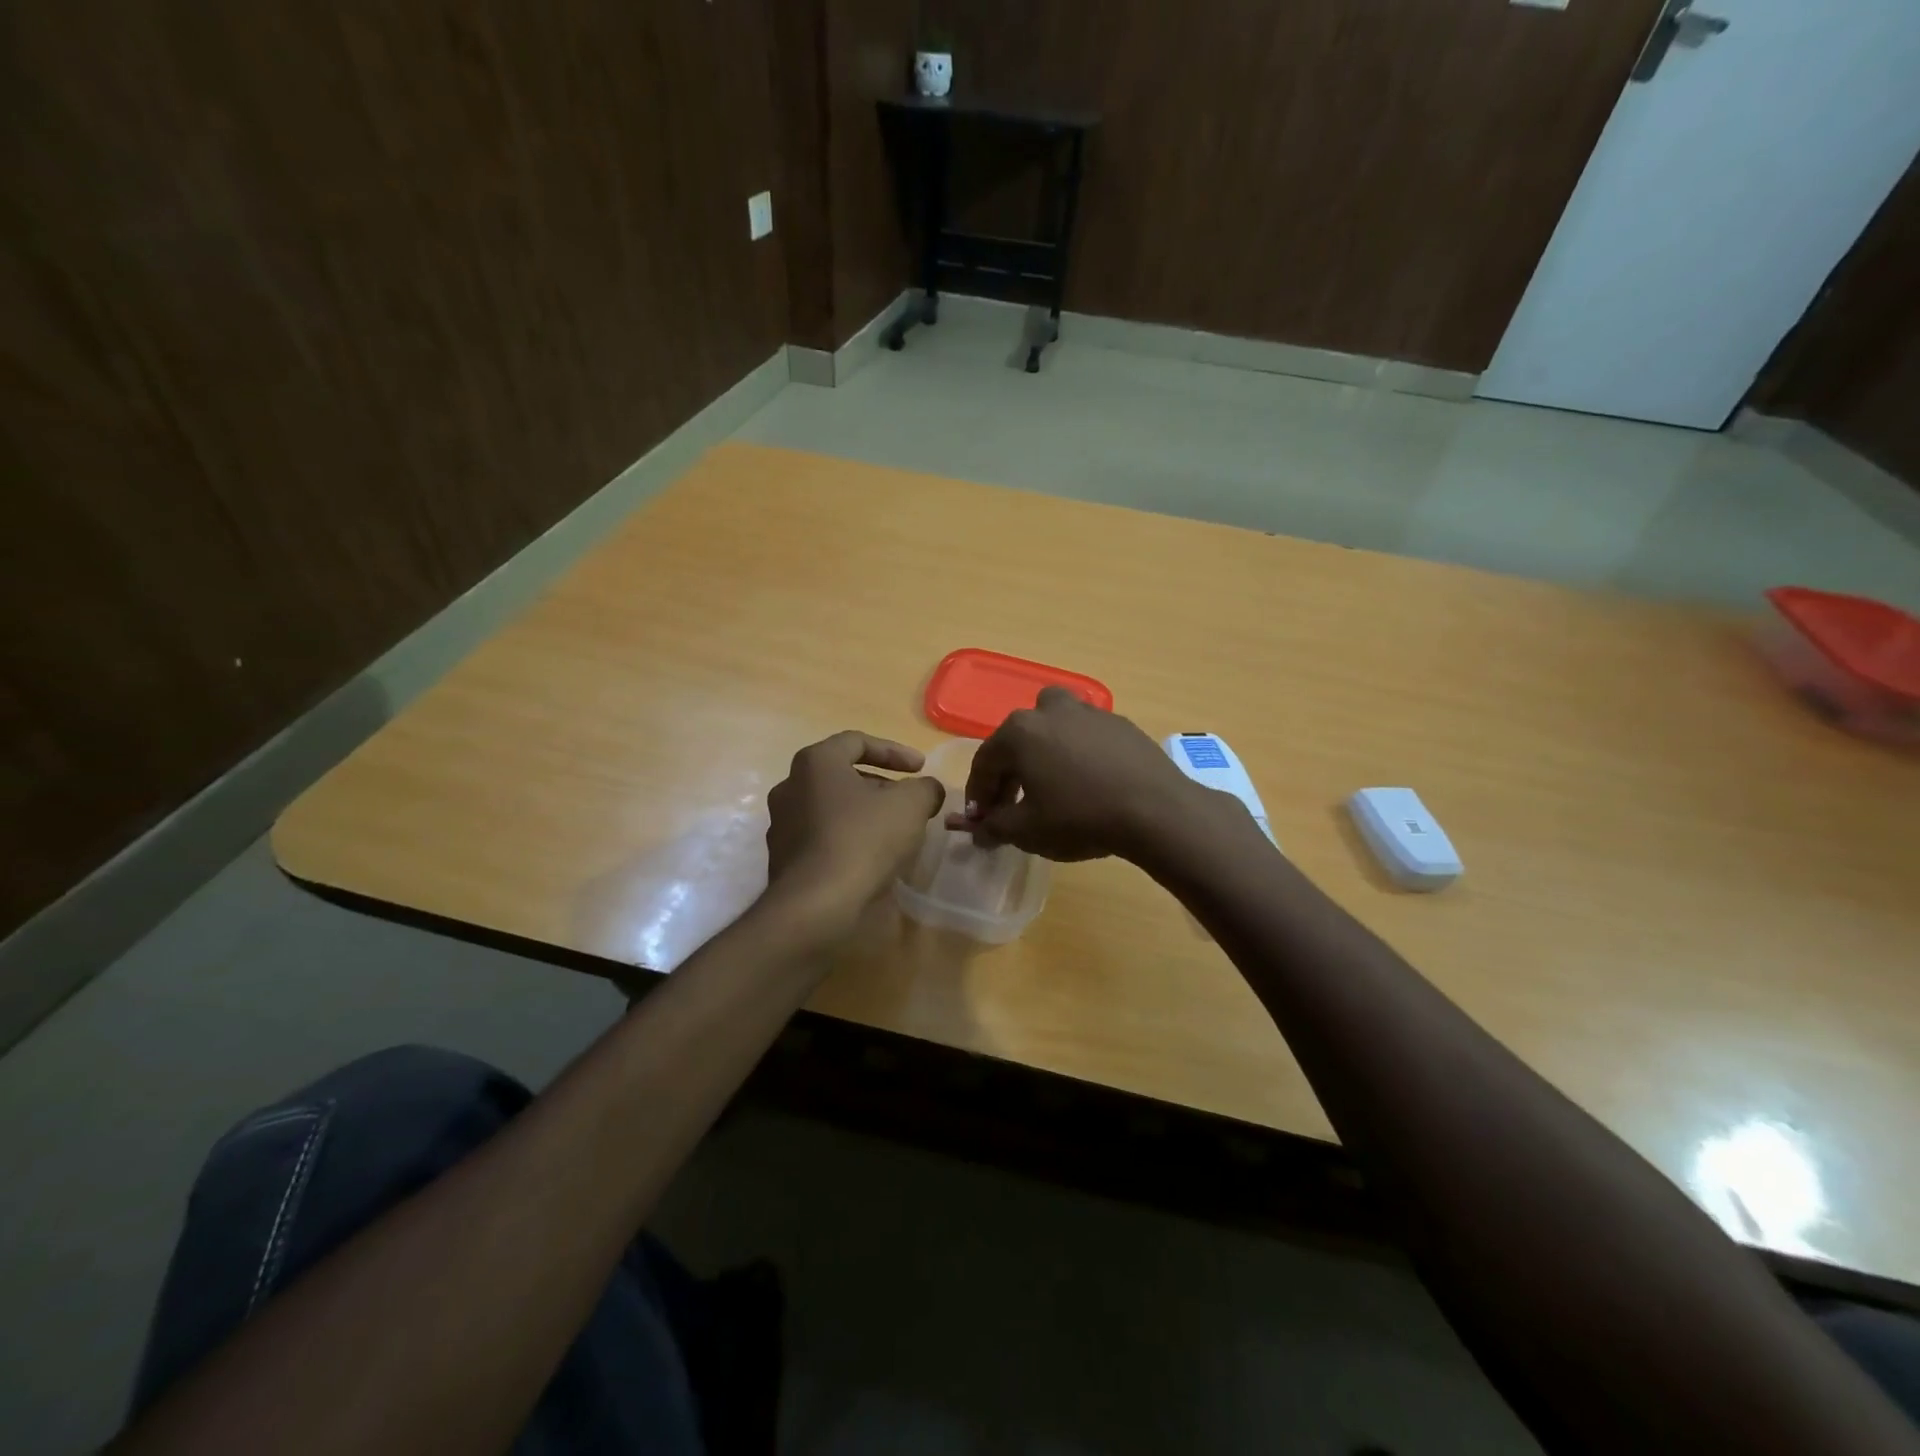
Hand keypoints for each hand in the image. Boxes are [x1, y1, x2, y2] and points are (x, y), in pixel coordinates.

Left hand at [763, 731, 944, 938]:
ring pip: (832, 808)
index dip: (894, 751)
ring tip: (895, 831)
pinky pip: (823, 839)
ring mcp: (782, 825)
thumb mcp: (911, 806)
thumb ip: (925, 788)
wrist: (815, 906)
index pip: (857, 742)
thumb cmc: (863, 840)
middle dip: (880, 785)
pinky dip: (849, 840)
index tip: (921, 768)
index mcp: (815, 763)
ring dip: (864, 814)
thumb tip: (928, 789)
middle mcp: (790, 786)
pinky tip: (873, 859)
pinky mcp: (784, 860)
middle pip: (842, 776)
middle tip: (909, 801)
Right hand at [948, 688, 1207, 861]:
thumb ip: (994, 827)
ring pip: (1052, 727)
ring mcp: (1088, 712)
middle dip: (1009, 773)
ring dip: (1043, 751)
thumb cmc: (1080, 818)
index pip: (985, 762)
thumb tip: (977, 831)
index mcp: (1019, 732)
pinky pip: (1084, 735)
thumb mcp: (1027, 831)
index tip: (982, 820)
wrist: (1156, 810)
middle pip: (1017, 740)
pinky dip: (1076, 753)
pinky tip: (1088, 781)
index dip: (979, 794)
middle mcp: (1049, 711)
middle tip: (1012, 806)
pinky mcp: (1119, 723)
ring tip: (1050, 783)